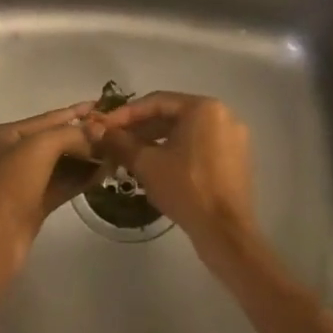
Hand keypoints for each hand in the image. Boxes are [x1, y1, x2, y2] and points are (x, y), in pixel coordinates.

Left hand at [0, 101, 102, 283]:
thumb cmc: (10, 187)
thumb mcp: (39, 148)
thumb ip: (71, 134)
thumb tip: (99, 129)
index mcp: (1, 135)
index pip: (45, 118)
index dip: (75, 112)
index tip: (102, 105)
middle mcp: (8, 155)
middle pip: (52, 140)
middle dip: (82, 137)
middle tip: (114, 133)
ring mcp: (19, 182)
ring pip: (58, 164)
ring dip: (84, 158)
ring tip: (114, 152)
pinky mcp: (31, 205)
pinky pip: (59, 184)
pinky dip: (79, 178)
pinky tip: (102, 173)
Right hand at [86, 93, 257, 259]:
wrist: (225, 231)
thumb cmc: (185, 188)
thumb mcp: (147, 163)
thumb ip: (120, 142)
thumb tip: (95, 129)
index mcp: (204, 108)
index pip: (157, 102)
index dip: (126, 114)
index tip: (104, 126)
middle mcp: (223, 115)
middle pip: (173, 115)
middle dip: (141, 129)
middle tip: (114, 142)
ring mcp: (233, 138)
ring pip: (186, 132)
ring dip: (157, 141)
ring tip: (130, 156)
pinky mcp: (237, 159)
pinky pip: (200, 146)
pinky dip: (177, 152)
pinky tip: (157, 167)